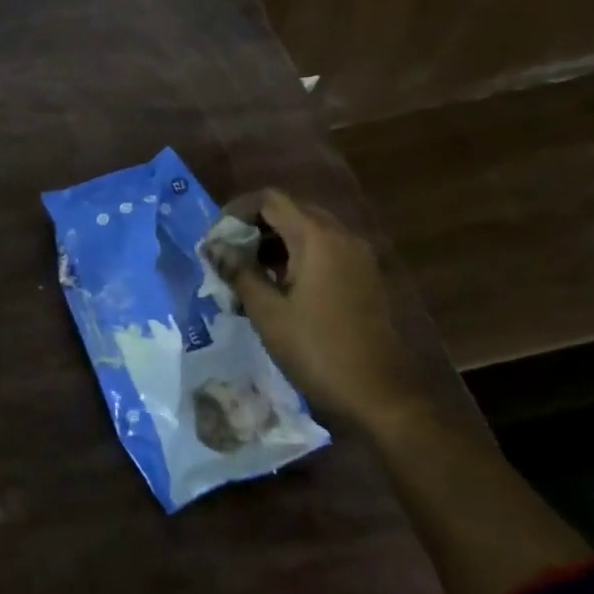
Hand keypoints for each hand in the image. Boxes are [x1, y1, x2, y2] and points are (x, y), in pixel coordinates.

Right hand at [215, 189, 420, 431]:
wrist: (380, 394)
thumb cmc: (317, 349)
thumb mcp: (267, 312)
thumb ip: (238, 271)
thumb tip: (213, 246)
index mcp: (317, 237)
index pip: (270, 199)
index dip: (237, 211)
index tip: (215, 238)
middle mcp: (341, 235)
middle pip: (291, 210)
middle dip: (254, 225)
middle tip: (227, 254)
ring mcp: (357, 255)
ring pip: (308, 230)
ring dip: (274, 242)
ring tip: (246, 272)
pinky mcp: (363, 276)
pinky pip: (324, 249)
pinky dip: (296, 256)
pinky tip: (277, 286)